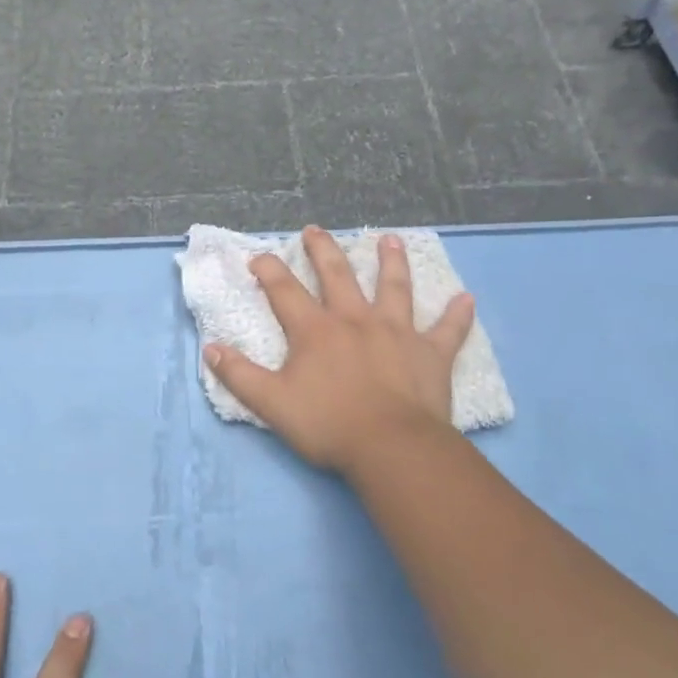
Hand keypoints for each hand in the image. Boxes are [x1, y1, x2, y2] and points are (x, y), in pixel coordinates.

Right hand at [205, 226, 475, 479]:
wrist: (391, 447)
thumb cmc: (328, 424)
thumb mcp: (271, 403)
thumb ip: (239, 375)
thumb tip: (210, 349)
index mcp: (316, 330)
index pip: (285, 291)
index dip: (269, 270)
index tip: (258, 256)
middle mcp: (355, 320)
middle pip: (338, 275)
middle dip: (323, 250)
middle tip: (315, 229)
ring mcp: (397, 332)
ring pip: (394, 288)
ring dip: (391, 262)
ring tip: (389, 239)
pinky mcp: (430, 354)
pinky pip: (447, 331)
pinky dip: (457, 315)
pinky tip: (466, 299)